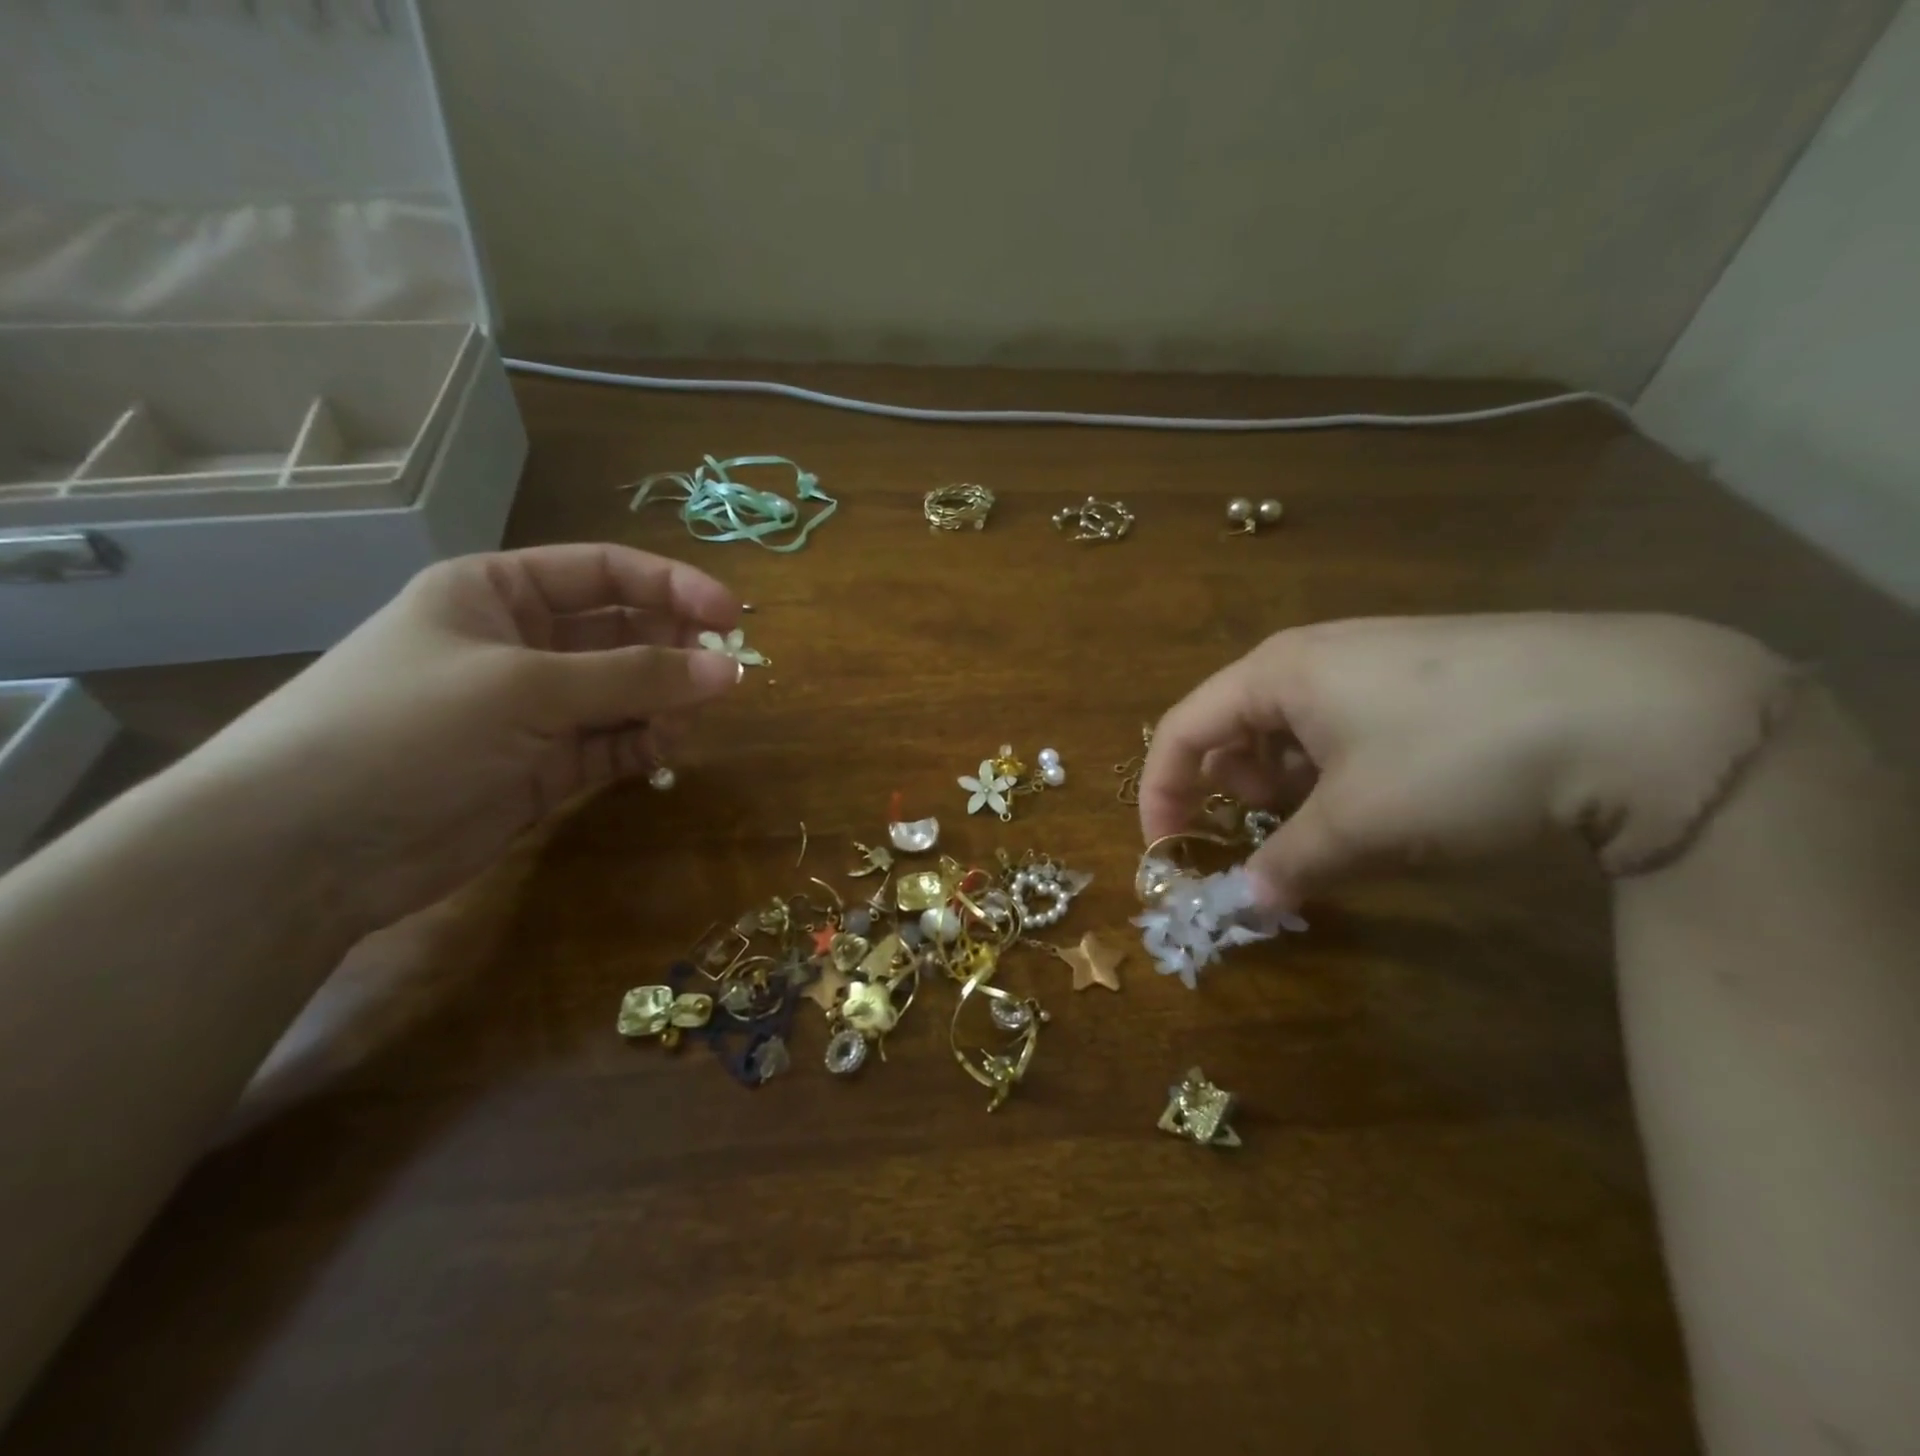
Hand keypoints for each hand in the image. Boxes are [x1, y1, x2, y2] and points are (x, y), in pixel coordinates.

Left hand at [191, 544, 744, 930]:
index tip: (732, 615)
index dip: (673, 586)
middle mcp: (524, 643)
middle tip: (721, 676)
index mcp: (500, 592)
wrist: (308, 850)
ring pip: (628, 692)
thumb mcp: (525, 687)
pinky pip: (615, 742)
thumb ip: (634, 677)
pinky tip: (662, 753)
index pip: (606, 572)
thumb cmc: (406, 730)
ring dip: (665, 703)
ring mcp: (537, 709)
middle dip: (675, 650)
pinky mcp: (546, 766)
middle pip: (625, 632)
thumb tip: (731, 670)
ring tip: (683, 726)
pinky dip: (645, 745)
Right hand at [1141, 613, 1791, 909]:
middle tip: (1276, 841)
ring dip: (1293, 790)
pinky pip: (1345, 728)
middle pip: (1234, 730)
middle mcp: (1312, 656)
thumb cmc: (1458, 758)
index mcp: (1276, 673)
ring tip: (1341, 828)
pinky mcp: (1422, 677)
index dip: (1163, 794)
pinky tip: (1394, 800)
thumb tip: (1245, 905)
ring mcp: (1371, 661)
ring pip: (1293, 732)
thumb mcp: (1360, 824)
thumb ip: (1287, 865)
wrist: (1641, 710)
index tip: (1170, 853)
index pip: (1182, 731)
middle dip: (1238, 794)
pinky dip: (1340, 773)